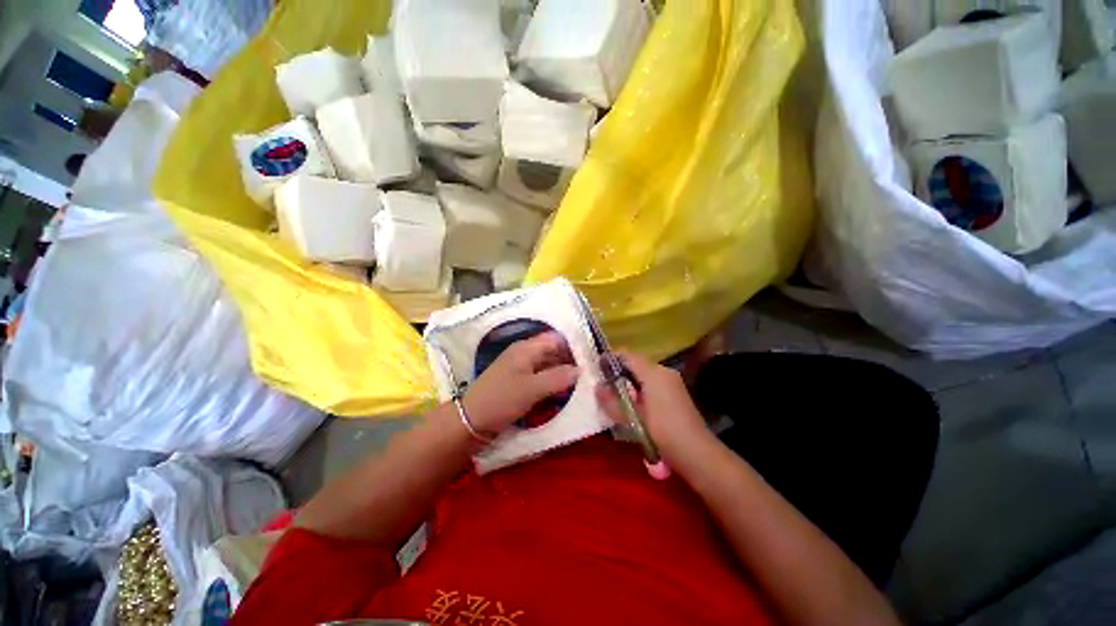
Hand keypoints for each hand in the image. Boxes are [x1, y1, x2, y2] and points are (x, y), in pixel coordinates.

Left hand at [463, 331, 578, 434]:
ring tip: (581, 384)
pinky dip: (552, 383)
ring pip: (547, 366)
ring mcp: (520, 369)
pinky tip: (563, 392)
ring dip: (562, 373)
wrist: (470, 422)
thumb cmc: (501, 400)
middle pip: (552, 352)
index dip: (572, 346)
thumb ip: (557, 377)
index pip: (555, 339)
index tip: (590, 359)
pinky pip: (540, 378)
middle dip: (570, 361)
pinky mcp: (518, 382)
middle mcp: (524, 354)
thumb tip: (580, 370)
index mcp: (526, 348)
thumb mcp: (531, 389)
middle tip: (589, 374)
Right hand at [595, 350, 715, 468]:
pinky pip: (654, 381)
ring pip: (645, 372)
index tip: (597, 367)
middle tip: (604, 383)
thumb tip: (597, 387)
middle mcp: (664, 371)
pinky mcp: (677, 391)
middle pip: (637, 363)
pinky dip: (641, 386)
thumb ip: (612, 401)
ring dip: (630, 379)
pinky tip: (635, 402)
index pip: (627, 356)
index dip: (611, 358)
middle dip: (619, 370)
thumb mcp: (632, 418)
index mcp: (653, 373)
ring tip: (617, 394)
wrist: (697, 452)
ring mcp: (673, 380)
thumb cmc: (662, 432)